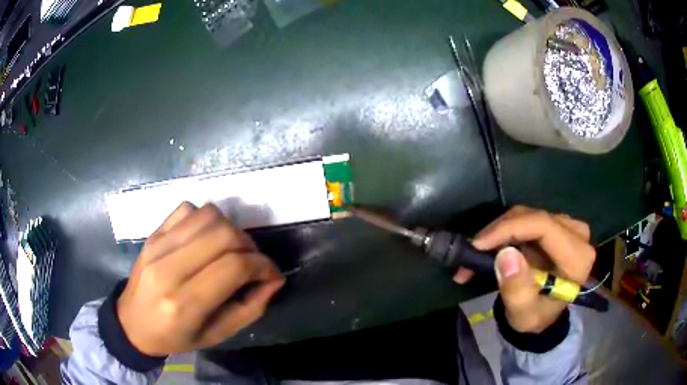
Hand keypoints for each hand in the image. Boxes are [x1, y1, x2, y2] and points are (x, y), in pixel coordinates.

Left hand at [117, 202, 284, 355]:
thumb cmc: (176, 337)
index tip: (271, 273)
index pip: (233, 266)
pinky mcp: (153, 234)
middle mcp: (168, 268)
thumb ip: (250, 308)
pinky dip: (205, 219)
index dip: (262, 265)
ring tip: (231, 249)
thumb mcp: (217, 335)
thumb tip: (274, 279)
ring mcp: (157, 245)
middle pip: (223, 234)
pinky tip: (205, 239)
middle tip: (252, 262)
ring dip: (230, 229)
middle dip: (249, 245)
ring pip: (207, 215)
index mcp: (184, 303)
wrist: (132, 323)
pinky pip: (187, 209)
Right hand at [453, 206, 594, 332]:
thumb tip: (505, 254)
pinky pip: (527, 219)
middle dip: (499, 232)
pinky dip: (505, 232)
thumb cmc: (536, 318)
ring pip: (527, 215)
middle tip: (471, 252)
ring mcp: (569, 227)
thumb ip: (516, 290)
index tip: (478, 244)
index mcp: (577, 258)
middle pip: (534, 218)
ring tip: (476, 254)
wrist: (544, 315)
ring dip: (499, 233)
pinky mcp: (558, 225)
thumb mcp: (523, 314)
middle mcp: (578, 235)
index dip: (509, 228)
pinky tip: (490, 248)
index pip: (544, 226)